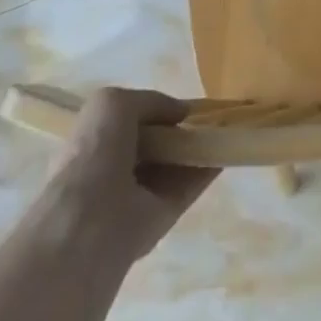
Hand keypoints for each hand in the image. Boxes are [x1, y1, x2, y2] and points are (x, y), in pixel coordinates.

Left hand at [25, 88, 217, 267]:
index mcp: (97, 144)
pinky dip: (210, 166)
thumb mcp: (114, 103)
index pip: (132, 124)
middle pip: (157, 144)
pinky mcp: (165, 213)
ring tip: (227, 126)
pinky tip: (228, 148)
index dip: (156, 112)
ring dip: (198, 146)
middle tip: (209, 115)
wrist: (92, 219)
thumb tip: (180, 113)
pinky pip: (191, 184)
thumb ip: (151, 101)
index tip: (182, 106)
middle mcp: (118, 169)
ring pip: (176, 164)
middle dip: (180, 130)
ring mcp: (142, 193)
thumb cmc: (96, 151)